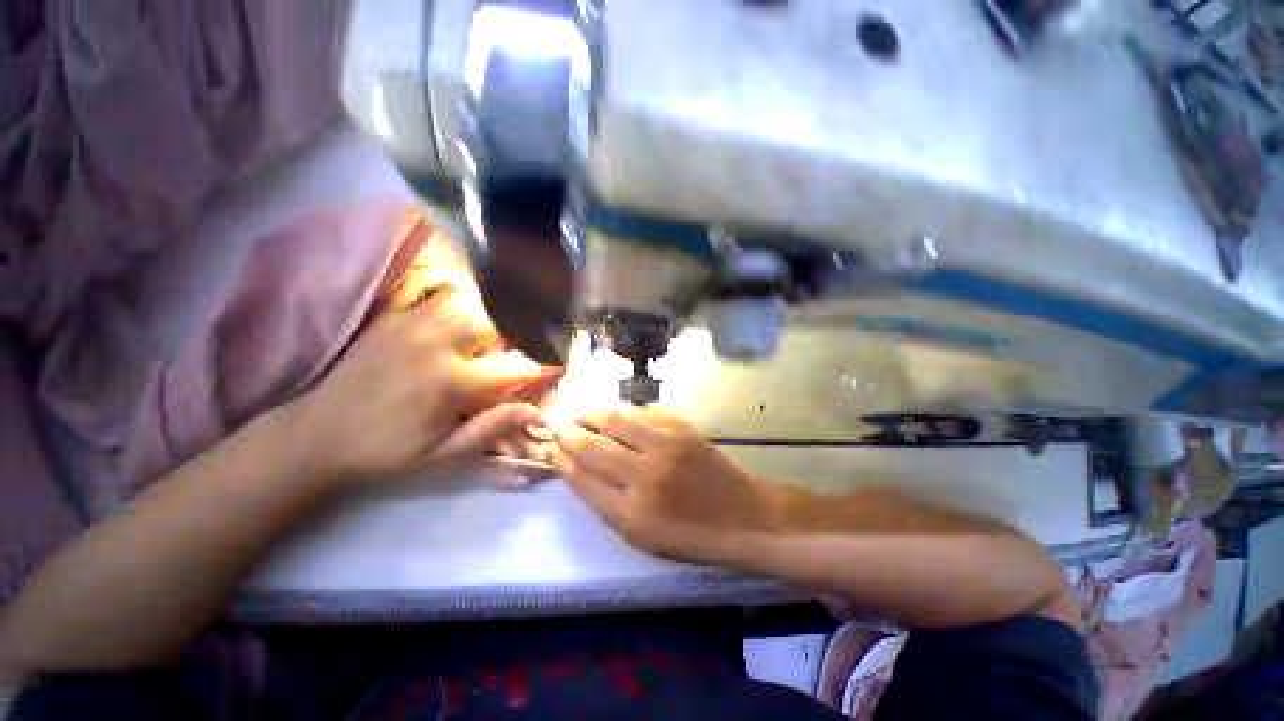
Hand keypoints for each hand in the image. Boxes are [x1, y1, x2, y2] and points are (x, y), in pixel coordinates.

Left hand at [295, 287, 557, 485]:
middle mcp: (438, 345)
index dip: (543, 366)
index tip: (558, 366)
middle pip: (496, 322)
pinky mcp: (392, 317)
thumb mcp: (442, 454)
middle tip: (522, 347)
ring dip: (490, 312)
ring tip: (497, 328)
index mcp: (453, 382)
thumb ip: (491, 429)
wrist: (316, 435)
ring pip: (469, 300)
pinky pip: (429, 288)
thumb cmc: (386, 450)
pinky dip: (451, 290)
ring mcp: (413, 325)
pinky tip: (460, 303)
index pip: (517, 366)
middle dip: (518, 333)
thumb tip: (537, 413)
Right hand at [549, 408, 778, 562]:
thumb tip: (580, 473)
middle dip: (569, 434)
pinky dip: (625, 413)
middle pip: (594, 447)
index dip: (562, 462)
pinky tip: (616, 415)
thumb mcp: (643, 537)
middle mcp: (644, 475)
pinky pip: (643, 414)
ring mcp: (665, 446)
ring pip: (616, 422)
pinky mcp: (682, 428)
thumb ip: (608, 505)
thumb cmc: (692, 536)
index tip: (550, 449)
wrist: (742, 515)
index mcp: (631, 513)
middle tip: (556, 426)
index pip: (583, 480)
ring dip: (592, 416)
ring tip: (579, 414)